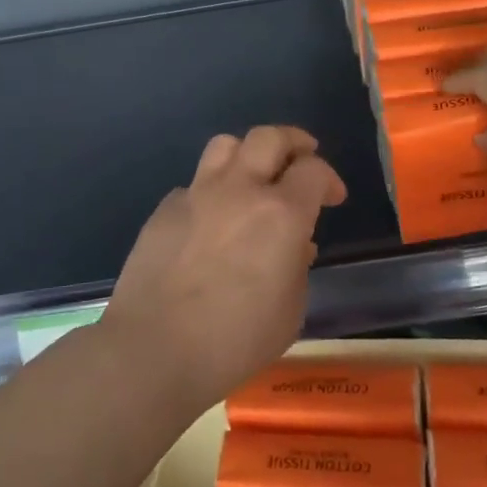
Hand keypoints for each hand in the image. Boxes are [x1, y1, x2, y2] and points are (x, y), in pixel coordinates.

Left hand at [102, 126, 347, 404]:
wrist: (154, 349)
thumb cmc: (234, 340)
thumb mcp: (289, 312)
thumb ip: (298, 269)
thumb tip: (295, 246)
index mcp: (281, 214)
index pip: (314, 170)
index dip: (329, 180)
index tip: (333, 199)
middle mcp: (240, 191)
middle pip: (270, 137)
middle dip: (293, 142)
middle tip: (302, 159)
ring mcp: (197, 195)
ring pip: (226, 145)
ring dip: (248, 153)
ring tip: (254, 176)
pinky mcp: (164, 210)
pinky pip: (194, 184)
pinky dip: (211, 191)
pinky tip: (210, 221)